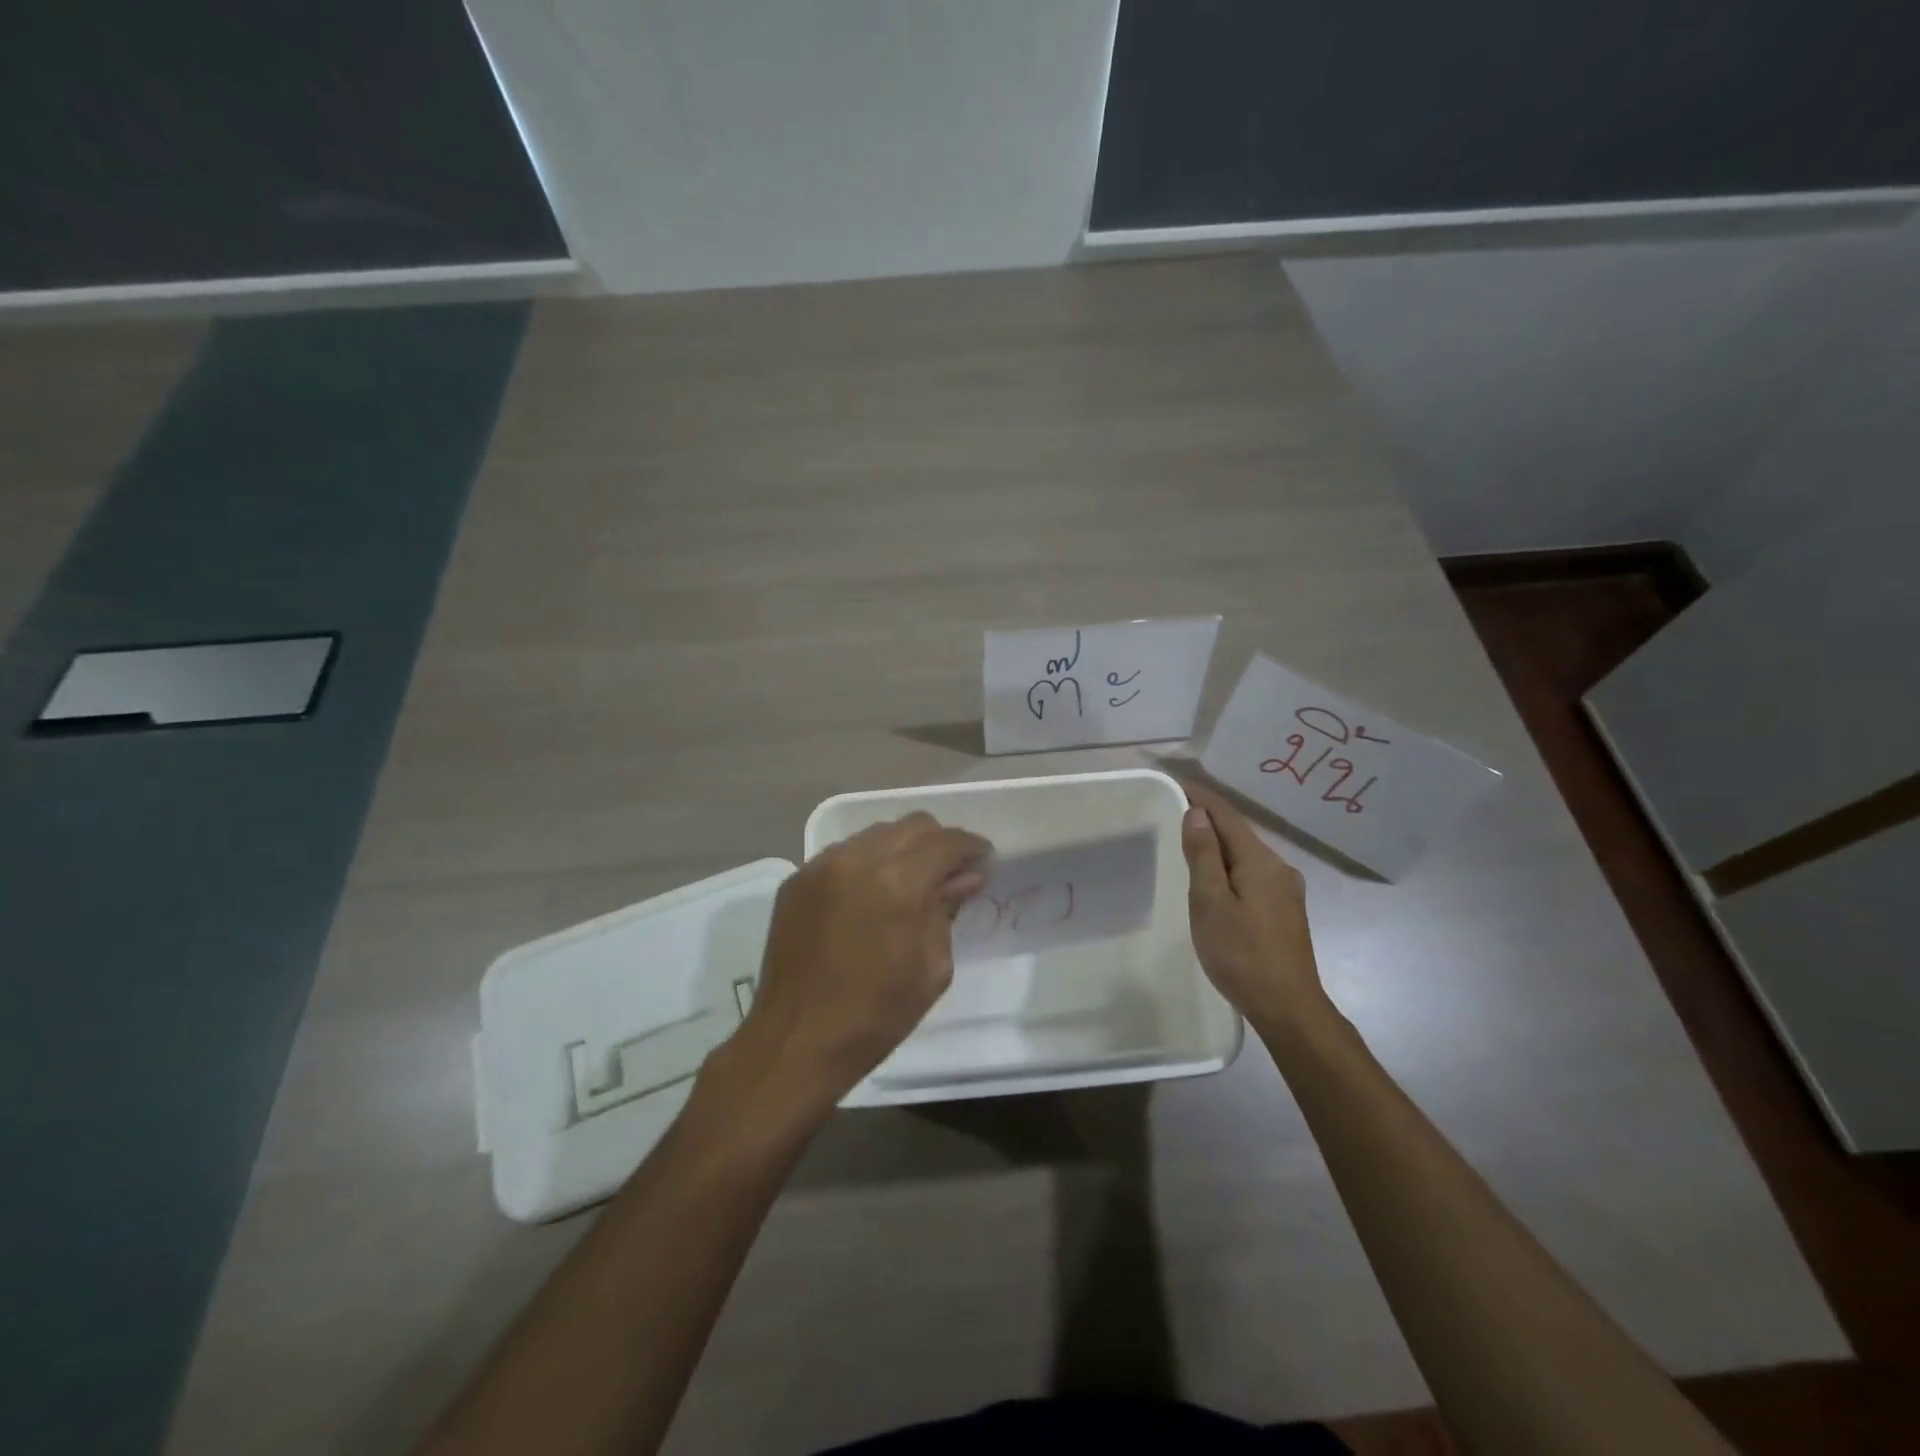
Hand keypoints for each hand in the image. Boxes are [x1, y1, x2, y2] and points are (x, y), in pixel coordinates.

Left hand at [733, 812, 990, 1112]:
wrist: (797, 1041)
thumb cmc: (876, 1014)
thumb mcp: (931, 967)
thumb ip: (947, 910)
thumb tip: (965, 876)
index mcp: (897, 883)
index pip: (945, 842)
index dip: (971, 847)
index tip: (985, 860)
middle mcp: (857, 859)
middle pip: (911, 826)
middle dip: (939, 842)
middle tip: (951, 870)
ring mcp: (821, 866)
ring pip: (876, 834)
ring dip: (902, 848)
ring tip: (911, 880)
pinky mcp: (797, 880)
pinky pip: (843, 853)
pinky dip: (867, 862)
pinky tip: (871, 893)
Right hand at [1180, 780, 1329, 1033]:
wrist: (1288, 1007)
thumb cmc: (1241, 953)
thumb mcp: (1211, 902)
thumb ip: (1204, 855)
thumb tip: (1198, 814)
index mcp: (1260, 861)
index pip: (1227, 816)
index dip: (1201, 796)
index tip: (1176, 780)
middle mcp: (1279, 867)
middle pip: (1239, 833)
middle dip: (1209, 818)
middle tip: (1176, 807)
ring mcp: (1286, 891)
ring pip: (1246, 855)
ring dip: (1219, 844)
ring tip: (1190, 840)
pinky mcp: (1285, 911)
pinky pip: (1253, 874)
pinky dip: (1230, 866)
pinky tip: (1217, 878)